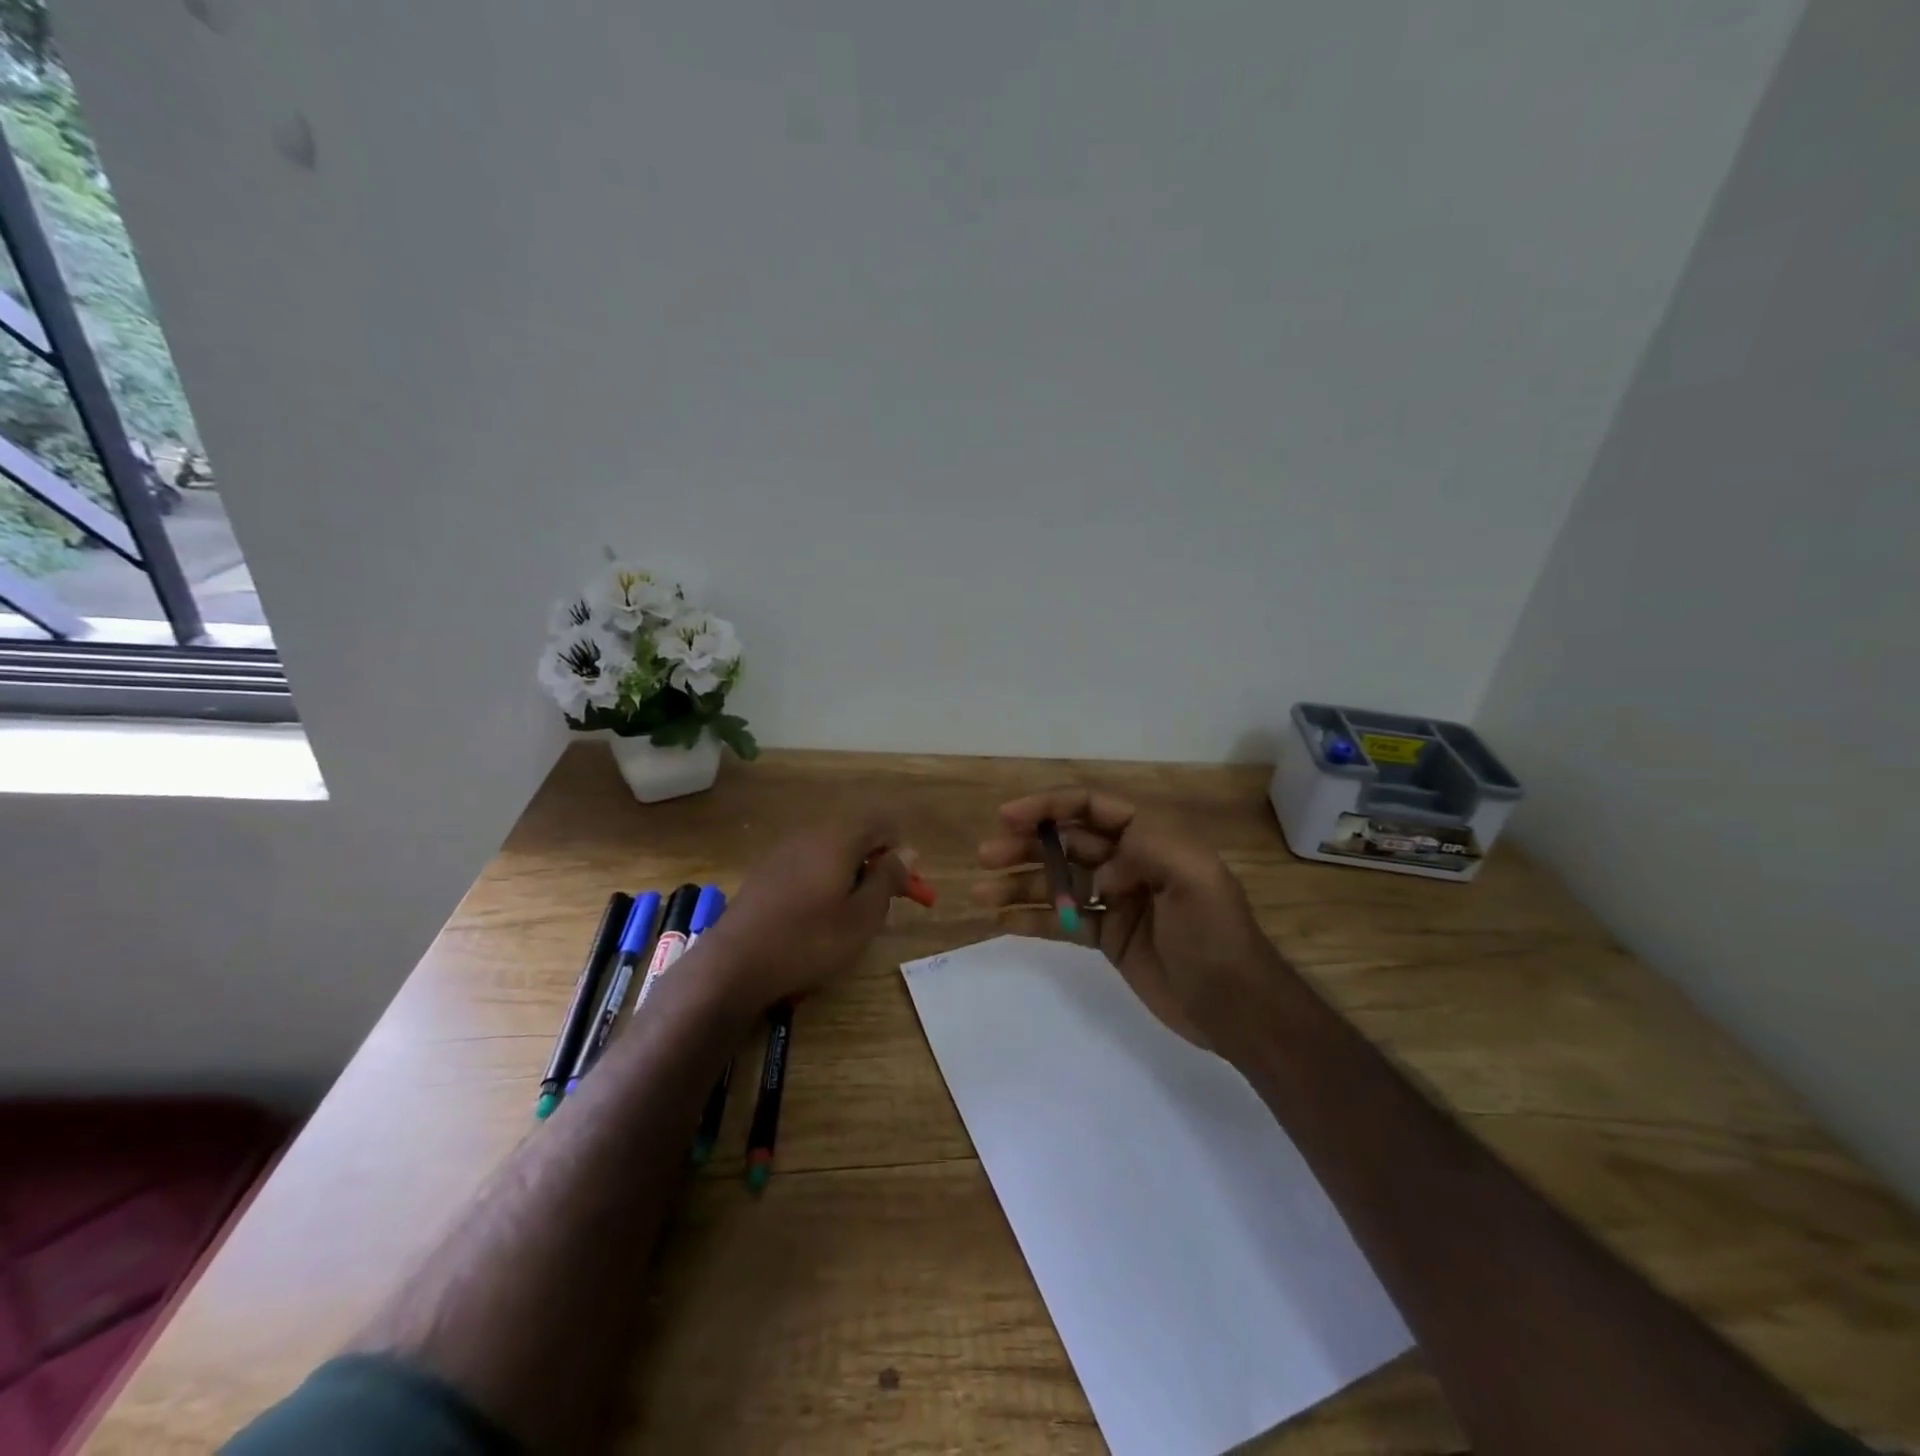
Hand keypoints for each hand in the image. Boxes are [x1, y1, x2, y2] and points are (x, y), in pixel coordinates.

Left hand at [698, 811, 909, 1014]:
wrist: (734, 965)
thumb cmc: (809, 941)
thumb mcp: (862, 917)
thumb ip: (887, 879)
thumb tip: (908, 851)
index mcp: (838, 839)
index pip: (880, 822)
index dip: (898, 849)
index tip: (902, 884)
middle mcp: (810, 835)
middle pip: (854, 834)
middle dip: (874, 862)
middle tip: (880, 902)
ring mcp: (782, 852)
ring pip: (830, 850)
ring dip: (849, 873)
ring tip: (849, 914)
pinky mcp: (765, 872)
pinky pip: (807, 864)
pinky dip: (823, 881)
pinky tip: (816, 916)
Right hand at [973, 787, 1281, 1044]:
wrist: (1236, 1009)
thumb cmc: (1216, 938)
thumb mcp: (1196, 879)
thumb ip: (1148, 847)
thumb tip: (1101, 866)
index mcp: (1152, 837)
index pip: (1092, 808)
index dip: (1050, 806)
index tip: (1009, 817)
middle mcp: (1130, 861)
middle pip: (1068, 843)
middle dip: (1026, 845)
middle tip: (986, 856)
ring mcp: (1117, 900)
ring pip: (1059, 882)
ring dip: (1021, 883)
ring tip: (981, 892)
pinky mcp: (1109, 936)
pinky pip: (1063, 921)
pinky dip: (1033, 919)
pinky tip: (1002, 923)